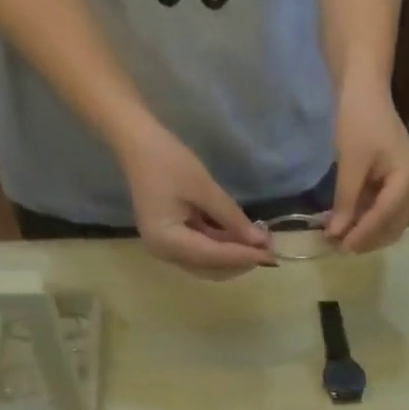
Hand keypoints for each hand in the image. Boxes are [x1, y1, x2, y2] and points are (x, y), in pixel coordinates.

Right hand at [118, 124, 277, 280]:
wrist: (137, 141)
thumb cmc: (167, 159)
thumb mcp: (204, 188)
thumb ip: (232, 218)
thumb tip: (260, 241)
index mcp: (167, 242)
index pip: (213, 257)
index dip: (244, 256)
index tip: (271, 255)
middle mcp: (165, 253)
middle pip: (211, 268)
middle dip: (240, 260)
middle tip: (269, 249)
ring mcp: (167, 248)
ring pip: (209, 263)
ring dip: (234, 255)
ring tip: (259, 243)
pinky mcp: (172, 240)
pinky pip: (202, 250)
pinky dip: (223, 246)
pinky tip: (242, 237)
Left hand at [327, 82, 408, 253]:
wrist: (365, 89)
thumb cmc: (359, 119)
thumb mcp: (350, 163)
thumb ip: (345, 201)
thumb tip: (335, 234)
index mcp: (407, 179)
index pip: (385, 217)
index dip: (362, 234)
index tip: (340, 247)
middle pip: (391, 228)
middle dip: (366, 239)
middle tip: (338, 247)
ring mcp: (405, 188)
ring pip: (388, 225)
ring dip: (366, 234)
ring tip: (340, 238)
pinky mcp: (395, 186)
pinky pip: (383, 213)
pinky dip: (366, 222)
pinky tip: (346, 223)